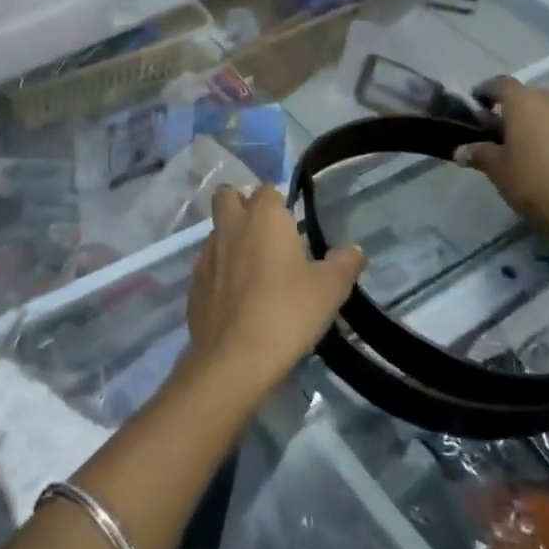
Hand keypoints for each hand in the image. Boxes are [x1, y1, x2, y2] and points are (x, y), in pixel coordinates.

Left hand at [184, 184, 364, 392]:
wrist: (234, 358)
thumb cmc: (287, 312)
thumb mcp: (329, 289)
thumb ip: (344, 264)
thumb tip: (354, 250)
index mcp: (263, 218)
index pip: (266, 190)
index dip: (277, 201)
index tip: (291, 221)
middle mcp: (230, 228)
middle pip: (227, 197)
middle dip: (241, 204)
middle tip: (265, 232)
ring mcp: (206, 256)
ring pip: (216, 232)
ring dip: (231, 240)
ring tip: (254, 269)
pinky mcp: (193, 285)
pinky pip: (208, 266)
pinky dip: (220, 272)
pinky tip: (236, 297)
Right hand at [461, 76, 548, 251]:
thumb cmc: (534, 184)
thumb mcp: (497, 171)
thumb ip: (478, 154)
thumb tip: (461, 150)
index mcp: (526, 104)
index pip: (501, 84)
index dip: (487, 92)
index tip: (479, 106)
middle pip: (534, 96)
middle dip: (519, 109)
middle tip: (507, 132)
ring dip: (548, 125)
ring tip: (539, 150)